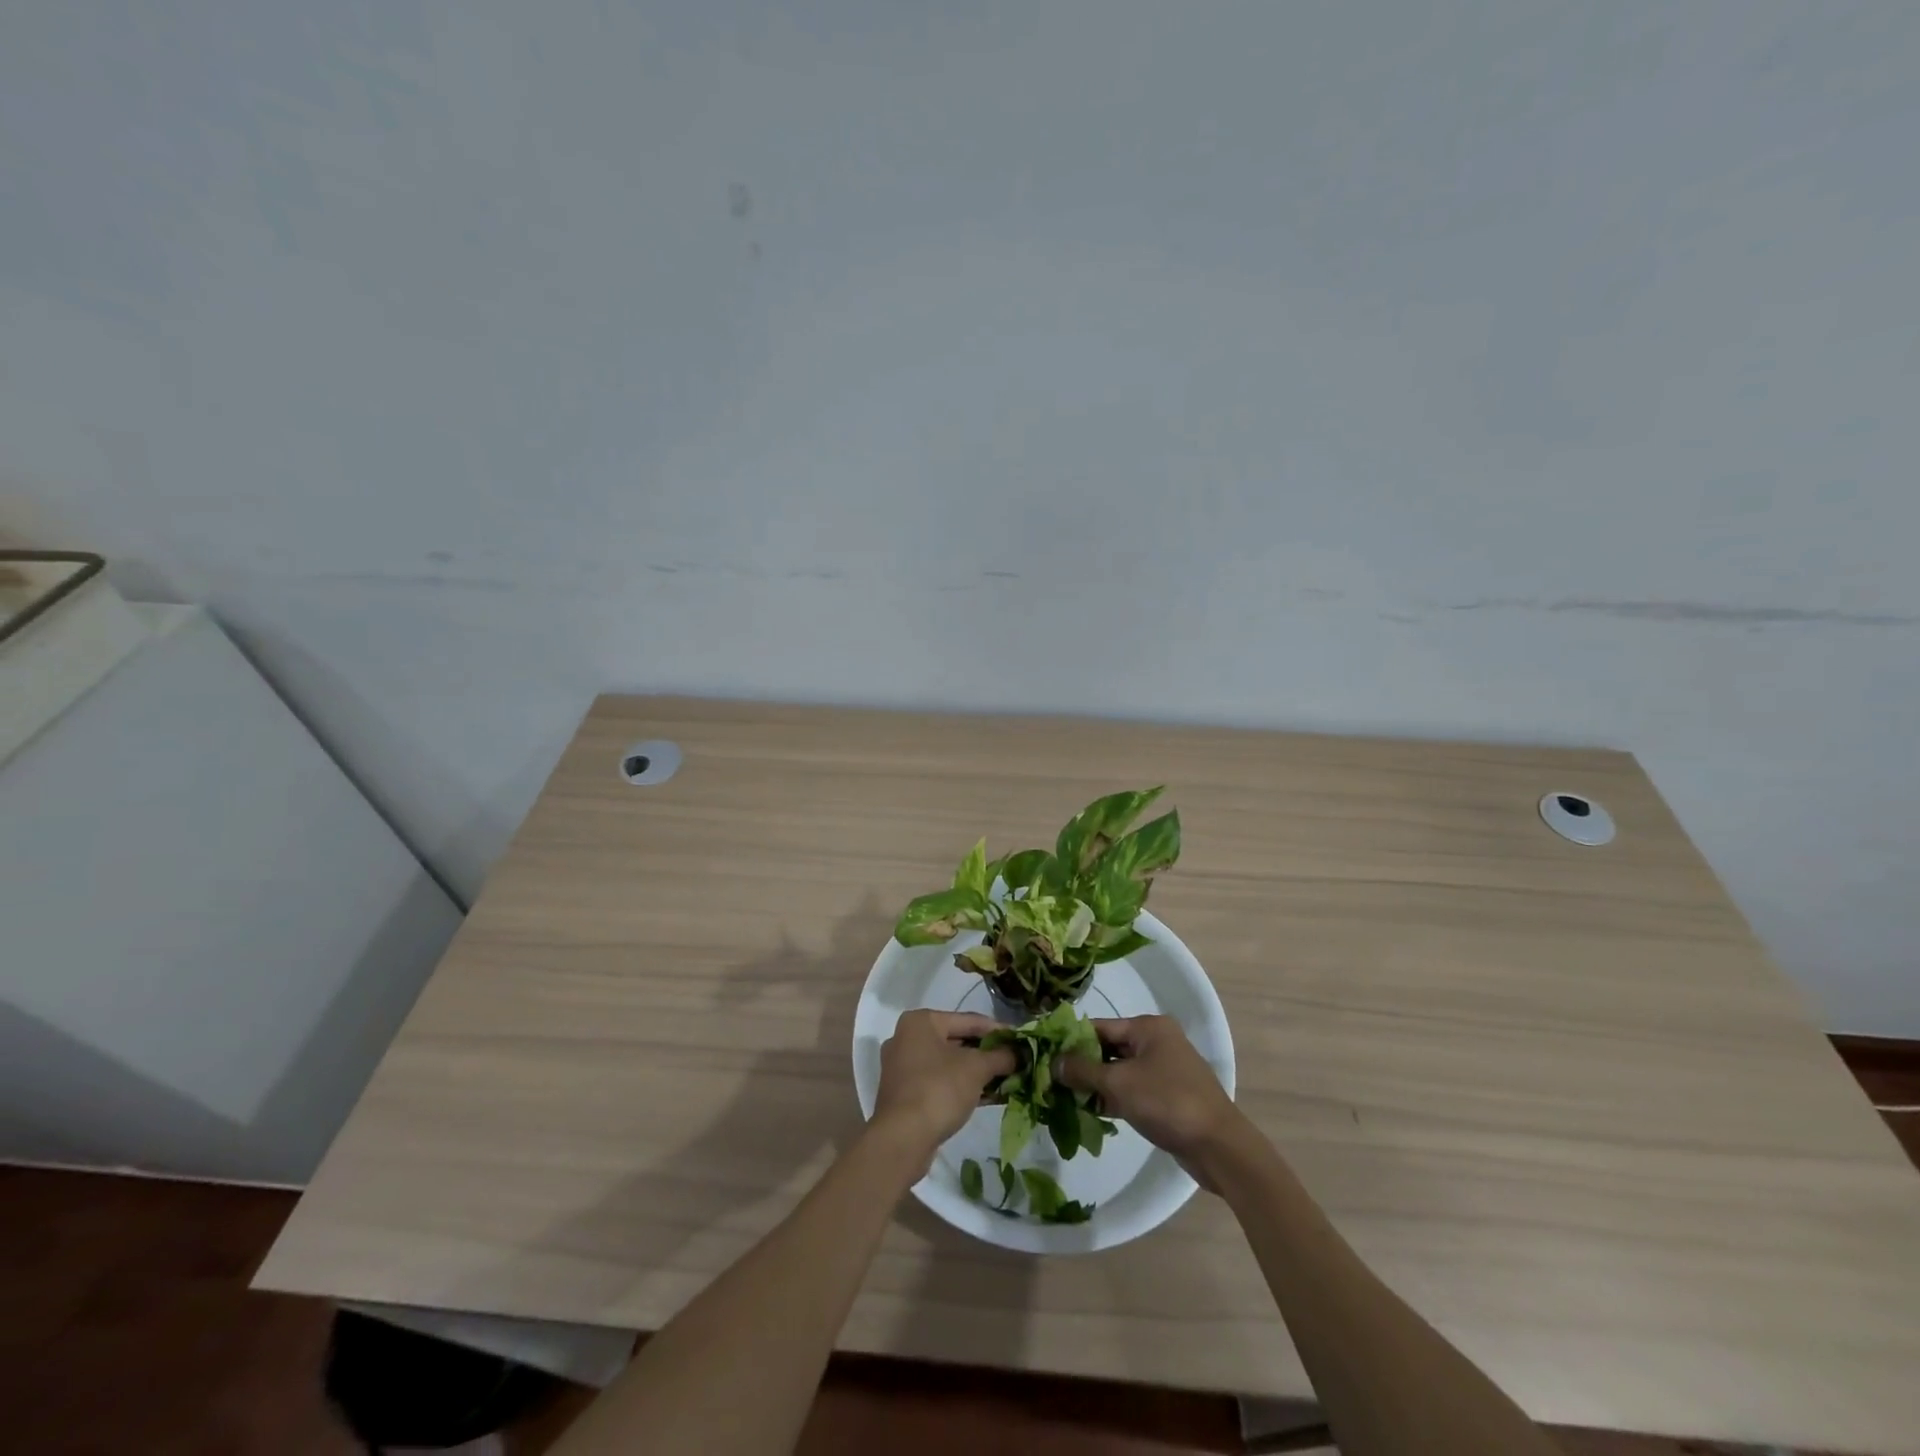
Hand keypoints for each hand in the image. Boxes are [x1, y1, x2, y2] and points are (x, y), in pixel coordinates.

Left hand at [873, 1010, 1016, 1157]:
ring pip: (949, 1064)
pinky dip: (963, 1086)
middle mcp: (908, 1038)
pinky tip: (990, 1096)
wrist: (902, 1139)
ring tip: (1008, 1079)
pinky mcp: (905, 1093)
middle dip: (988, 1054)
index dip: (999, 1030)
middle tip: (1015, 1061)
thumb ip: (1001, 1056)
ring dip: (978, 1072)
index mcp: (921, 1022)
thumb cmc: (939, 1089)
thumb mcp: (976, 1068)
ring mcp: (904, 1067)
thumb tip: (1020, 1053)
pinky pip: (940, 1082)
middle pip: (958, 1041)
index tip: (1021, 1039)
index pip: (969, 1020)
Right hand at [1057, 1016, 1245, 1182]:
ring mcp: (1164, 1069)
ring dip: (1095, 1085)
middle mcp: (1157, 1041)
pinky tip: (1090, 1114)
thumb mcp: (1119, 1083)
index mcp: (1148, 1027)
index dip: (1071, 1041)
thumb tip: (1053, 1062)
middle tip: (1051, 1081)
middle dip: (1082, 1065)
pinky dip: (1113, 1099)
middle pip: (1108, 1048)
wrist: (1219, 1147)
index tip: (1045, 1056)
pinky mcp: (1168, 1096)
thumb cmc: (1168, 1102)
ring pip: (1119, 1071)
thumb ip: (1083, 1071)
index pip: (1099, 1027)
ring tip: (1064, 1099)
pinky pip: (1132, 1090)